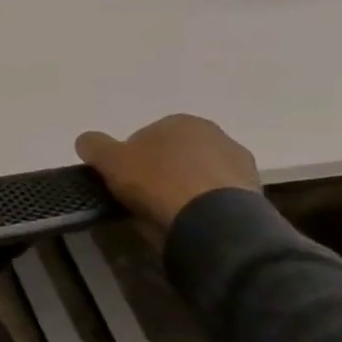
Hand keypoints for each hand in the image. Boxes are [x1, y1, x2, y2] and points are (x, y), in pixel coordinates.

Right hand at [74, 114, 260, 231]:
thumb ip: (94, 145)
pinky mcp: (254, 192)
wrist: (213, 220)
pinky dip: (203, 204)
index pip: (145, 136)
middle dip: (160, 171)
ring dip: (183, 188)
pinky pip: (216, 195)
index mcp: (181, 121)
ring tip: (167, 212)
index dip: (129, 158)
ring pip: (197, 174)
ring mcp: (239, 163)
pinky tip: (190, 220)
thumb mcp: (109, 161)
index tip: (122, 180)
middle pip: (174, 154)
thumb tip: (87, 141)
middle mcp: (215, 134)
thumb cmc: (157, 182)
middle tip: (142, 196)